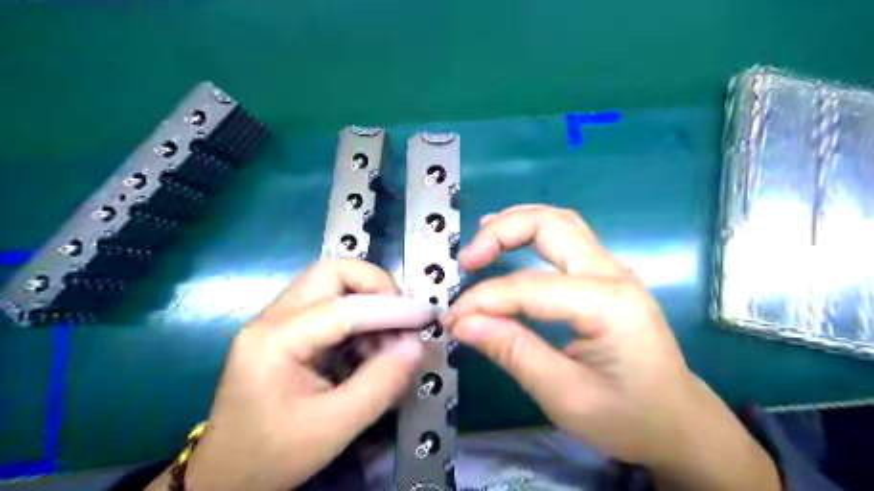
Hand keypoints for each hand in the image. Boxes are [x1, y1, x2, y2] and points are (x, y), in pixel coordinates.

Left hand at [157, 260, 432, 489]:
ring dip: (368, 299)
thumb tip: (416, 346)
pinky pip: (329, 303)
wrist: (224, 476)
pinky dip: (358, 314)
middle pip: (331, 272)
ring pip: (331, 283)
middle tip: (403, 313)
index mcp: (274, 342)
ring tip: (389, 336)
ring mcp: (276, 320)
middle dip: (375, 285)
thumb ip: (381, 383)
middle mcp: (271, 319)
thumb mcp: (334, 427)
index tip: (424, 317)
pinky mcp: (285, 329)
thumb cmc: (273, 456)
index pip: (342, 307)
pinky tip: (370, 344)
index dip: (390, 308)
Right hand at [445, 206, 778, 490]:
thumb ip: (512, 352)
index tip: (453, 318)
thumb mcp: (565, 395)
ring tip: (480, 240)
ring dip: (516, 223)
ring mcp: (612, 270)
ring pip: (559, 221)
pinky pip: (564, 237)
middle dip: (501, 232)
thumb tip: (462, 323)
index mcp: (608, 304)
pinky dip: (530, 232)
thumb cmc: (628, 417)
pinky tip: (509, 243)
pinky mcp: (605, 276)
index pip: (529, 287)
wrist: (680, 423)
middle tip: (467, 259)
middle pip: (551, 223)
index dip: (484, 299)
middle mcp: (612, 273)